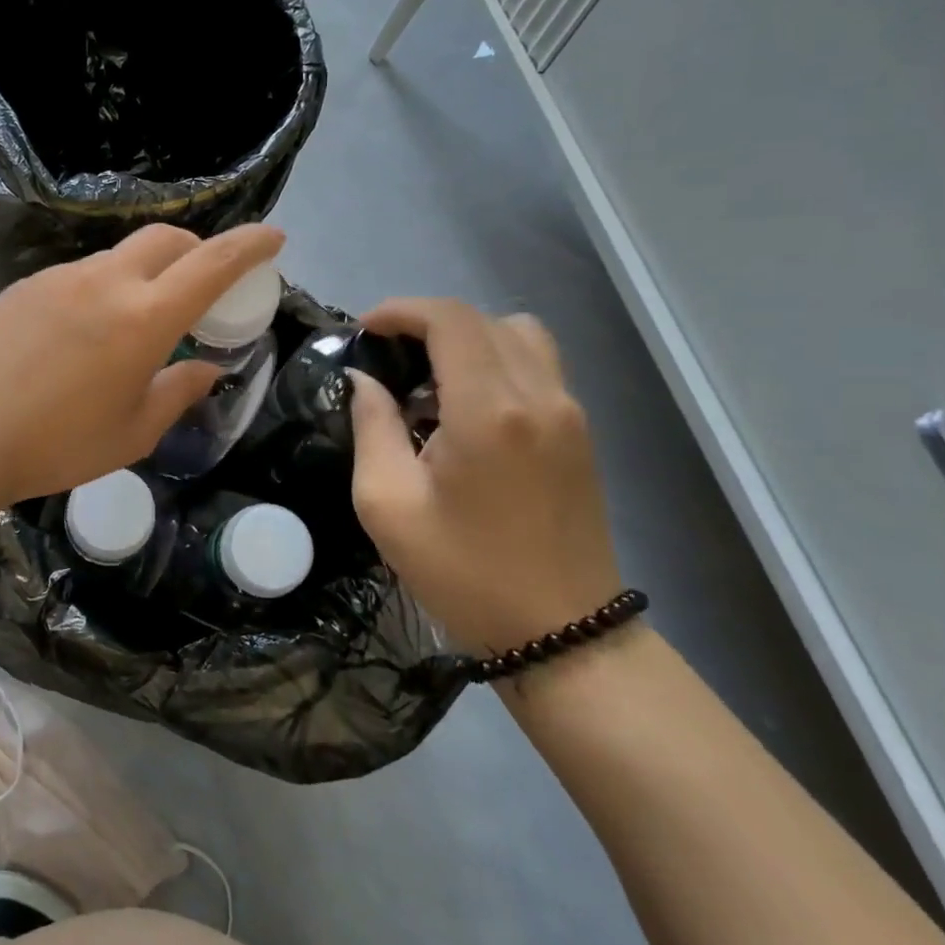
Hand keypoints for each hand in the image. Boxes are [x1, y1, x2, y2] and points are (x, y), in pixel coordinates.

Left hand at [0, 224, 285, 503]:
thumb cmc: (57, 444)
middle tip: (205, 281)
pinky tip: (88, 328)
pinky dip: (106, 285)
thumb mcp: (133, 432)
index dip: (250, 245)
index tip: (274, 237)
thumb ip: (178, 393)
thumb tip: (207, 370)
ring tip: (141, 315)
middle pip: (166, 238)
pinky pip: (82, 273)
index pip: (212, 264)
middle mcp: (106, 282)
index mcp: (144, 318)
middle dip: (198, 248)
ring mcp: (61, 277)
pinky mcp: (28, 284)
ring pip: (121, 254)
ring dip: (148, 270)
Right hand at [347, 297, 620, 656]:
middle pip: (482, 320)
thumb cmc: (463, 572)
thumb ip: (372, 427)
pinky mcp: (580, 432)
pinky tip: (467, 406)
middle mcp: (539, 395)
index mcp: (489, 411)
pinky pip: (538, 365)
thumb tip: (365, 380)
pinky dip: (496, 360)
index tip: (365, 331)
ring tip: (430, 379)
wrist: (562, 633)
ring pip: (518, 334)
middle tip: (388, 356)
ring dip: (468, 338)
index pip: (450, 320)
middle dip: (427, 323)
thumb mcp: (388, 504)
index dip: (401, 310)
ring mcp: (569, 412)